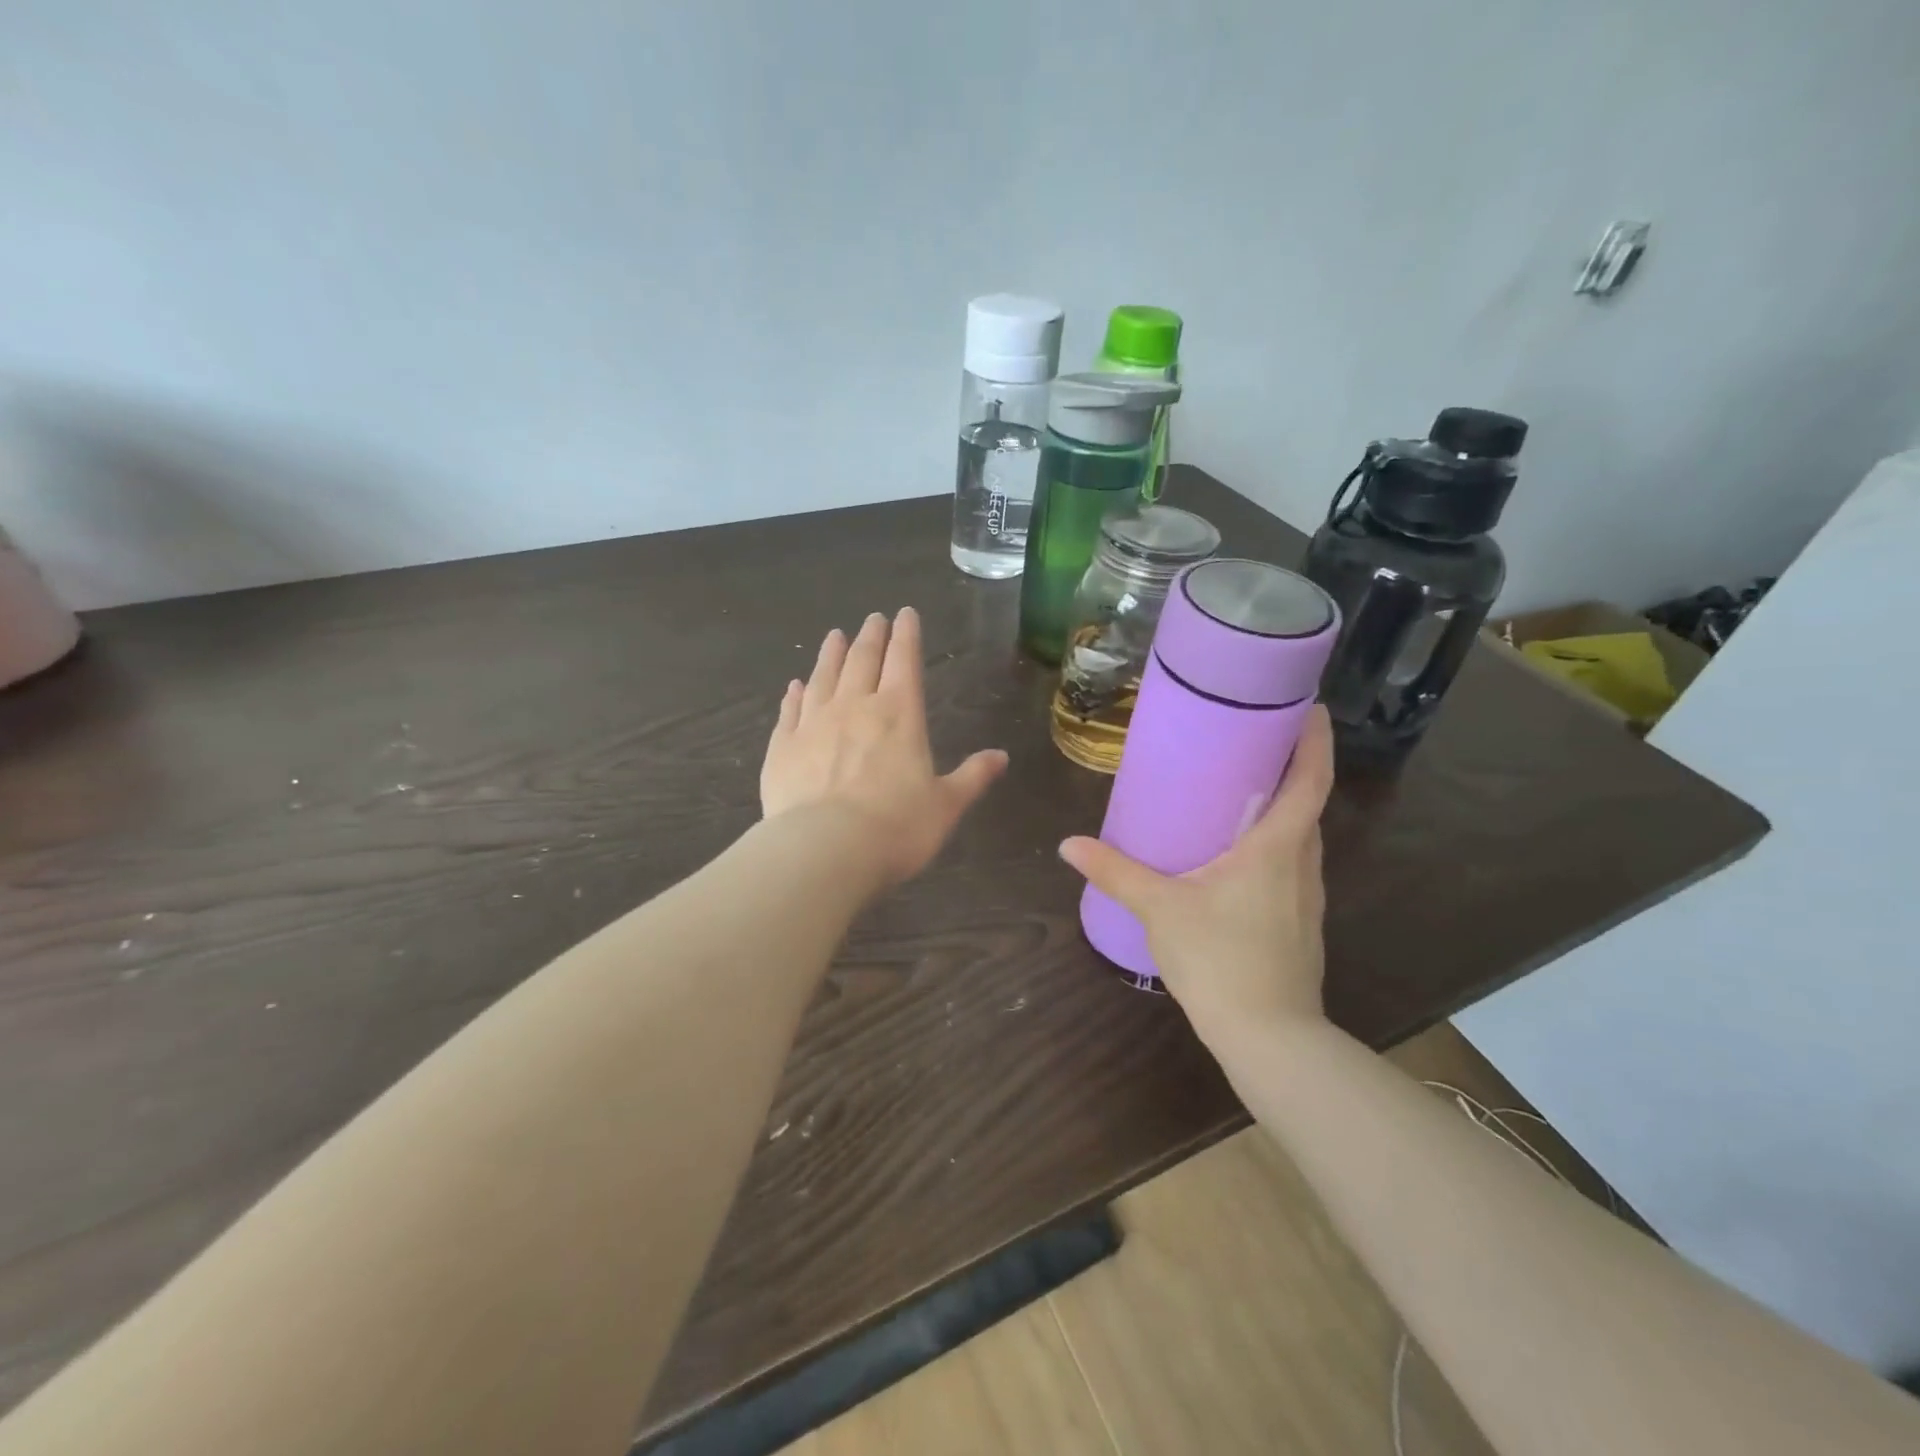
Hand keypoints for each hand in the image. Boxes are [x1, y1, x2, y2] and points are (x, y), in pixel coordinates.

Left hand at [761, 608, 1008, 885]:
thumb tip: (1001, 757)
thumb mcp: (946, 806)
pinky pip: (789, 711)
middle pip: (863, 660)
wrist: (824, 850)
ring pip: (824, 677)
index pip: (905, 661)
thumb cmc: (896, 828)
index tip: (905, 613)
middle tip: (873, 618)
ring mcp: (813, 724)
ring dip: (831, 654)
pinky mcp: (782, 746)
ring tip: (835, 636)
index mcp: (900, 714)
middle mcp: (855, 707)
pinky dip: (794, 695)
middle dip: (871, 636)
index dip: (906, 635)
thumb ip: (972, 777)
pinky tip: (795, 686)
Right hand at [1057, 706, 1335, 1047]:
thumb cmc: (1220, 959)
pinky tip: (1235, 855)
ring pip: (1300, 836)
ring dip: (1280, 807)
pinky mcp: (1300, 922)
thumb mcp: (1160, 909)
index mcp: (1278, 846)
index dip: (1315, 739)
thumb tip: (1069, 845)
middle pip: (1308, 802)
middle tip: (1252, 740)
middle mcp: (1303, 863)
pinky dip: (1272, 842)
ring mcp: (1307, 896)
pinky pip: (1290, 864)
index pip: (1311, 779)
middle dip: (1289, 766)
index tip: (1308, 706)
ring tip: (1239, 790)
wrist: (1269, 1037)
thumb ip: (1115, 872)